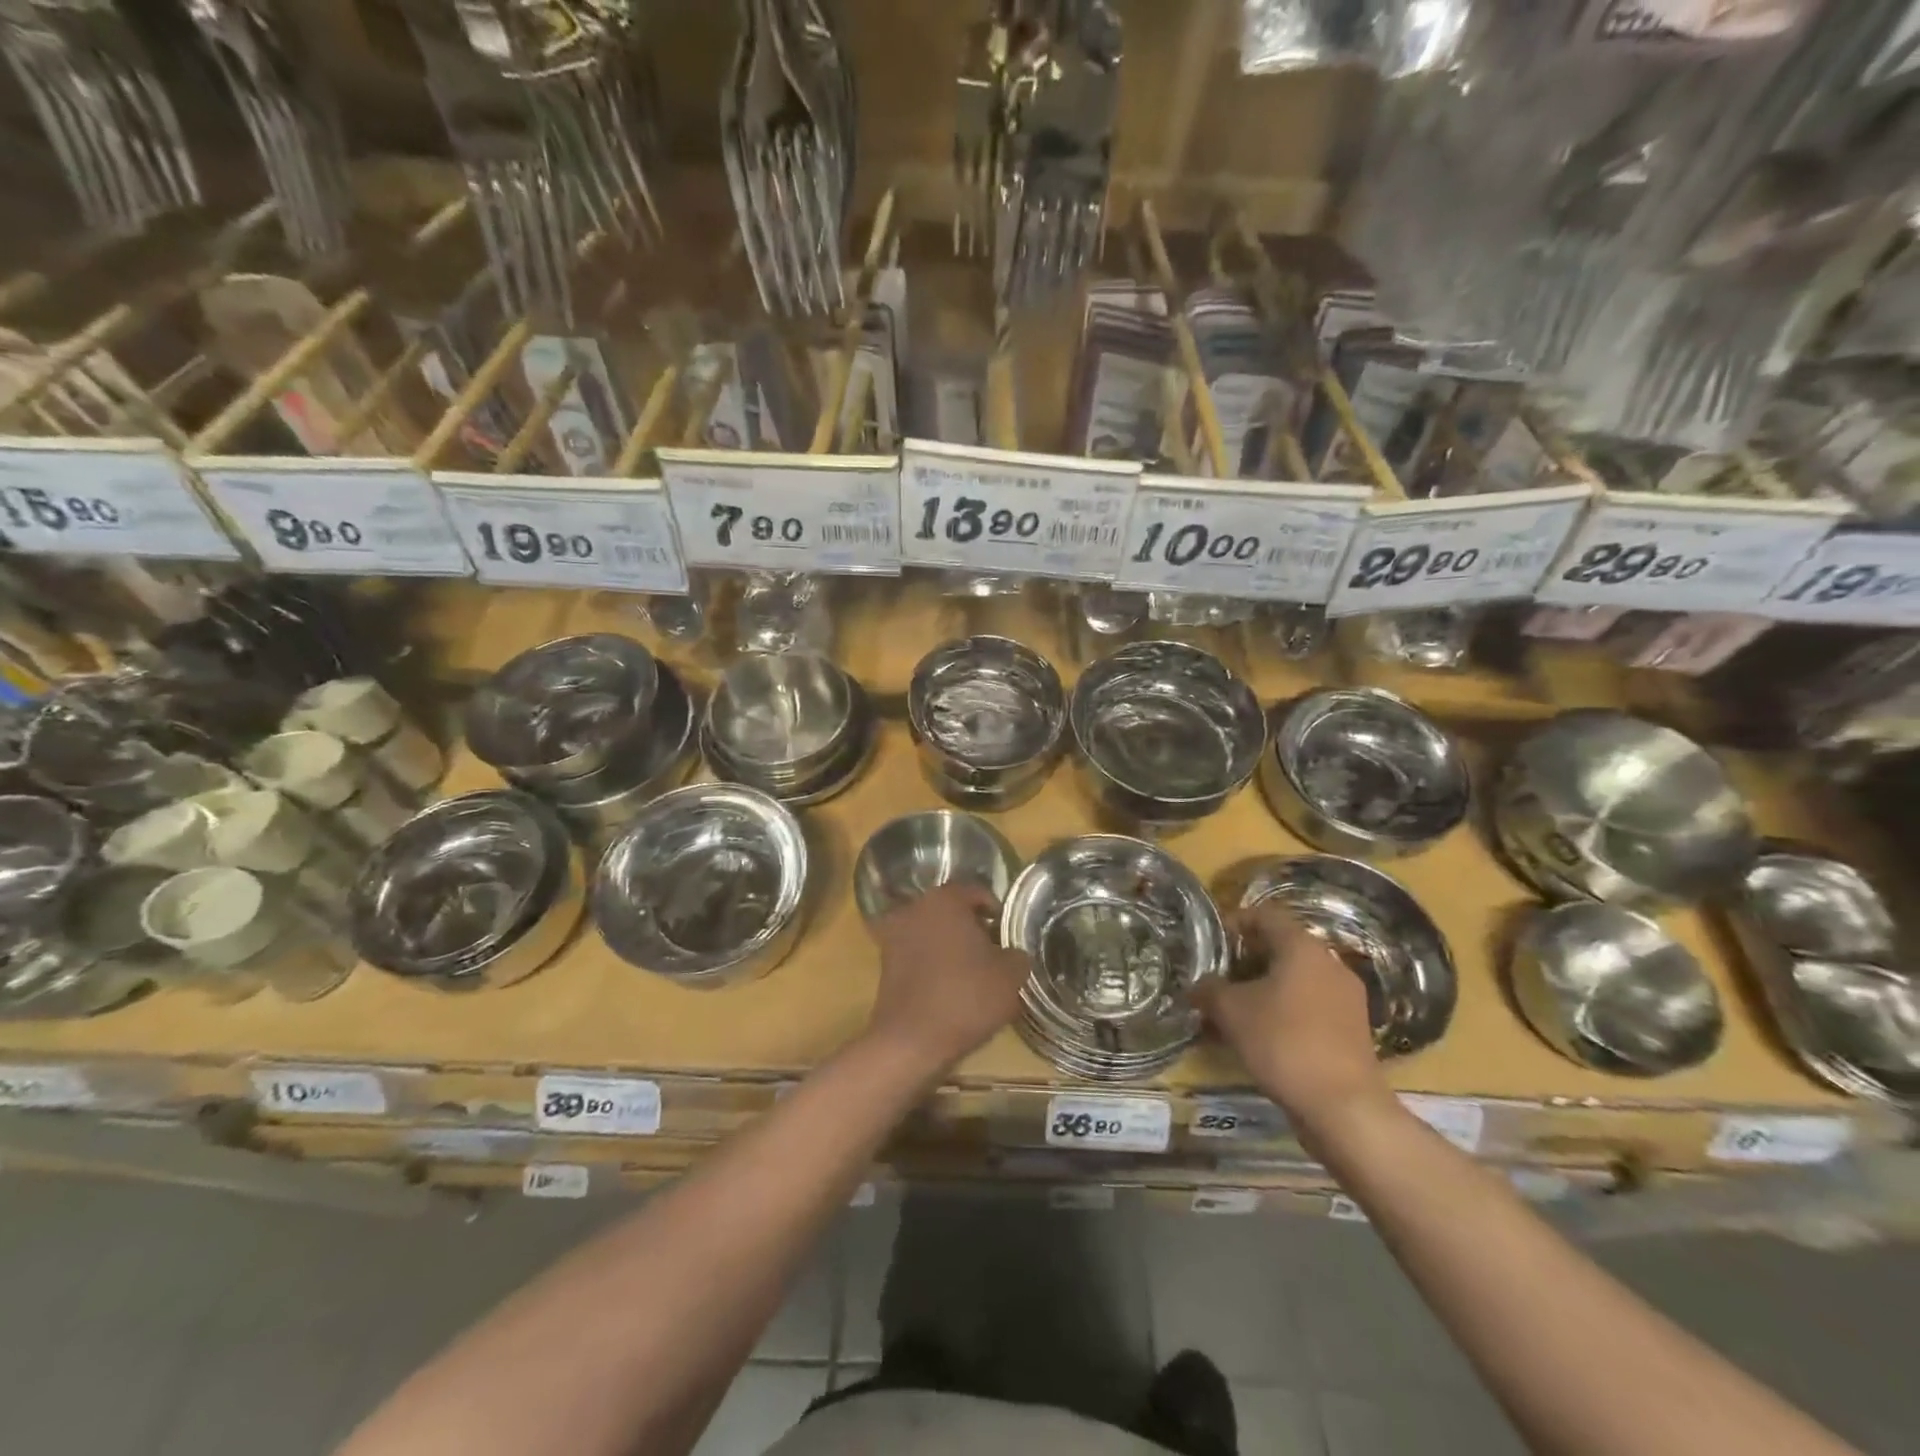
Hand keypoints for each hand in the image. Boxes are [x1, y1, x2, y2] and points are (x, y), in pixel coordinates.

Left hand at [864, 883, 1030, 1078]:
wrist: (911, 1040)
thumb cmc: (966, 997)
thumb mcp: (1010, 976)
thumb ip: (1017, 955)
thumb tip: (1013, 953)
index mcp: (945, 899)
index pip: (977, 892)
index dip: (997, 912)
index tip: (1007, 936)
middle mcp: (915, 907)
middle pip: (952, 909)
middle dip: (972, 927)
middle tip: (992, 953)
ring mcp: (894, 933)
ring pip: (932, 930)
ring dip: (950, 944)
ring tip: (971, 973)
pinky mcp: (884, 961)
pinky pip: (917, 952)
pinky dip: (932, 962)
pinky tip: (948, 987)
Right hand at [1193, 902, 1389, 1136]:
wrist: (1344, 1107)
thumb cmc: (1283, 1042)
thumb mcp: (1230, 1011)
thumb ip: (1209, 990)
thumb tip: (1197, 986)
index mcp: (1302, 947)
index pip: (1265, 915)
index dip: (1234, 923)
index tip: (1211, 943)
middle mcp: (1329, 963)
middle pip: (1281, 947)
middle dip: (1245, 961)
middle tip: (1217, 979)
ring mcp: (1346, 998)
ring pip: (1295, 980)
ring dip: (1263, 989)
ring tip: (1233, 1011)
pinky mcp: (1352, 1029)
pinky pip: (1309, 1006)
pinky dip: (1283, 1012)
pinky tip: (1260, 1036)